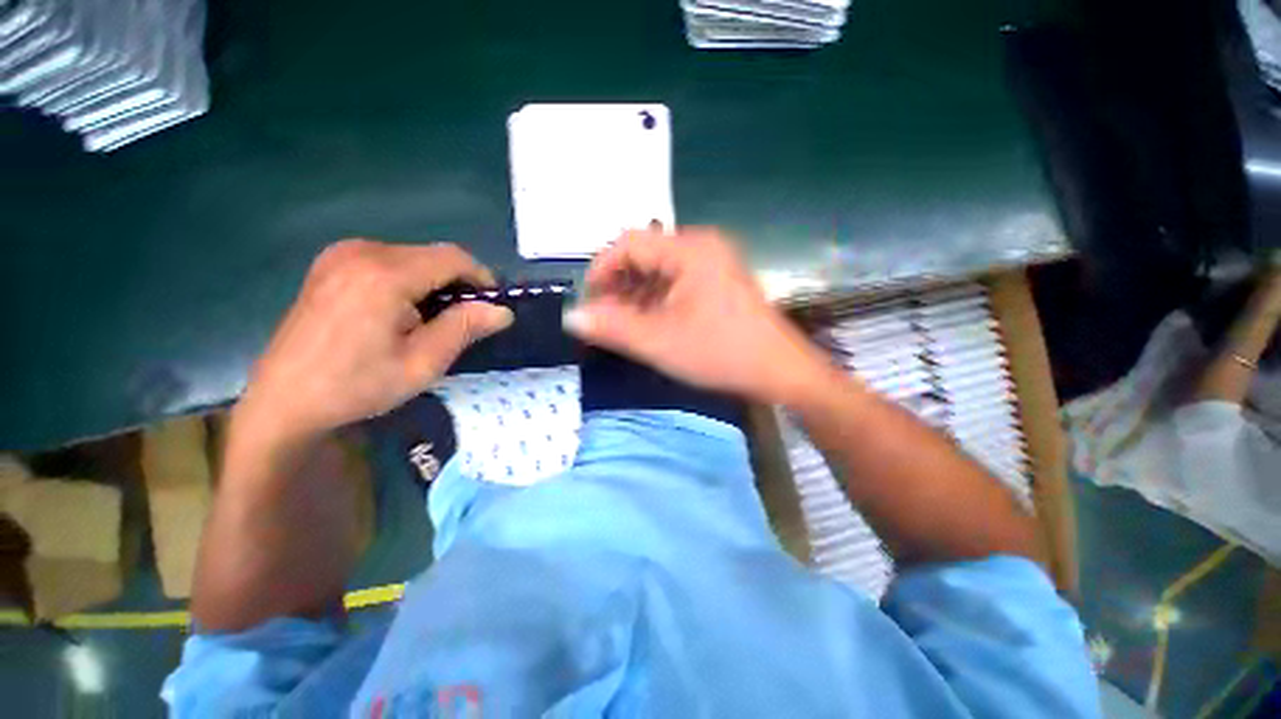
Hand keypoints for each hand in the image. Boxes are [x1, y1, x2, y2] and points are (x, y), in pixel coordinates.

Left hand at [236, 239, 512, 442]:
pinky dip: (408, 280)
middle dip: (457, 283)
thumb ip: (464, 328)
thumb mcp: (422, 363)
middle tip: (463, 320)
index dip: (481, 278)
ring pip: (412, 257)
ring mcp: (340, 254)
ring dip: (433, 283)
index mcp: (384, 275)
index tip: (491, 306)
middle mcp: (362, 252)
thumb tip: (503, 311)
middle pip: (433, 255)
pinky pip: (387, 260)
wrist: (284, 400)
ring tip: (431, 320)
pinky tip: (401, 311)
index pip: (453, 257)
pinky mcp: (331, 264)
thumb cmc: (357, 386)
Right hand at [564, 228, 832, 403]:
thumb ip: (612, 328)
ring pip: (660, 270)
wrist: (779, 371)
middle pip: (644, 254)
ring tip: (624, 325)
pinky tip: (650, 322)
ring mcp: (714, 263)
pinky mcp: (719, 281)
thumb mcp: (660, 342)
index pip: (629, 243)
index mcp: (689, 250)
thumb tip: (573, 317)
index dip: (601, 269)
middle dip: (619, 285)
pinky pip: (677, 281)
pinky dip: (657, 299)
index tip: (589, 302)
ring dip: (637, 294)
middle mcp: (702, 246)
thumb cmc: (721, 353)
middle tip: (605, 318)